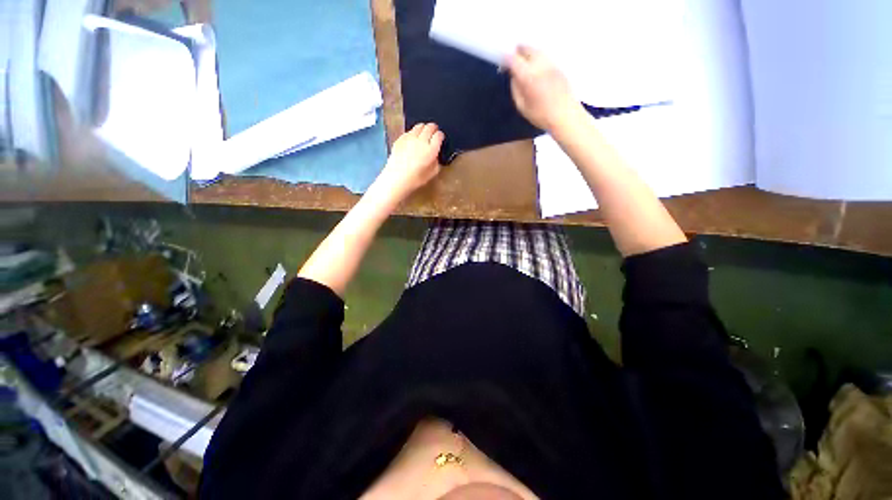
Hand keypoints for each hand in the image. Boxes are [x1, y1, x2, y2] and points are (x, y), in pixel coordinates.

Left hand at [374, 123, 443, 201]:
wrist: (396, 178)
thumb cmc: (416, 179)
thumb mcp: (432, 173)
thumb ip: (436, 161)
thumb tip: (436, 155)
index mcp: (431, 149)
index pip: (439, 135)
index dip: (441, 136)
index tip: (440, 139)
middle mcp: (421, 140)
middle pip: (430, 127)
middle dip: (433, 128)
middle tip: (434, 133)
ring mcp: (410, 138)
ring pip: (419, 126)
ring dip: (424, 128)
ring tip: (424, 134)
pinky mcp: (400, 138)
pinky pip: (409, 131)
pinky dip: (413, 133)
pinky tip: (413, 139)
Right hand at [504, 46, 581, 130]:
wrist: (565, 115)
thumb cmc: (541, 115)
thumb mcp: (522, 106)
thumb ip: (515, 89)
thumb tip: (513, 76)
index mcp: (529, 76)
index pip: (513, 59)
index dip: (505, 59)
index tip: (502, 64)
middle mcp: (540, 65)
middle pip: (527, 48)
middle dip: (517, 52)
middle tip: (512, 60)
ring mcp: (551, 63)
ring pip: (537, 50)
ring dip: (528, 53)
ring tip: (524, 63)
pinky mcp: (559, 66)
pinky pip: (545, 56)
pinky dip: (538, 58)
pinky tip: (536, 68)